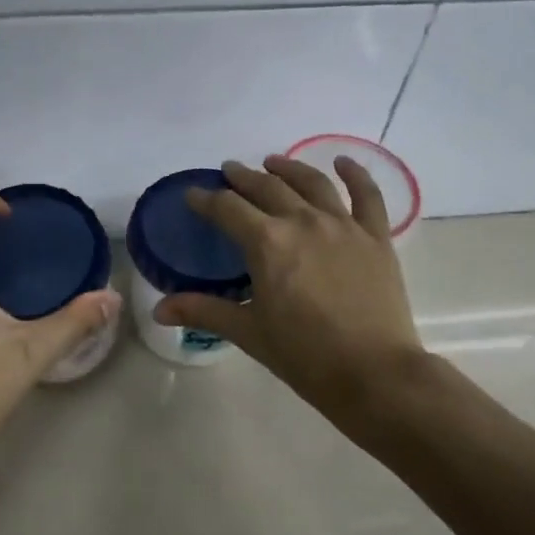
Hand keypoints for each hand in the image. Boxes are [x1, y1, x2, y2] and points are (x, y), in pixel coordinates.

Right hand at [154, 156, 427, 426]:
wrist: (373, 372)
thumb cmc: (304, 355)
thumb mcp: (249, 332)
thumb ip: (203, 312)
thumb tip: (158, 309)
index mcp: (267, 243)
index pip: (227, 209)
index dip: (206, 199)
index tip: (193, 195)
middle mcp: (303, 222)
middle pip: (267, 188)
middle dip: (243, 178)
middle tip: (230, 171)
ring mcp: (343, 226)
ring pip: (312, 184)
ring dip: (289, 169)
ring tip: (273, 162)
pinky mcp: (376, 237)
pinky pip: (367, 196)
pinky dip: (355, 174)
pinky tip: (343, 162)